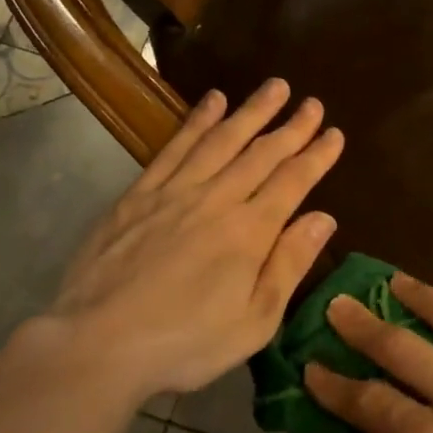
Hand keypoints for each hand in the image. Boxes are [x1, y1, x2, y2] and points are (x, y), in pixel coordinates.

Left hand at [27, 78, 342, 411]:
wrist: (97, 345)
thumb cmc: (185, 343)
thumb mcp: (255, 321)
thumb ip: (289, 265)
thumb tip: (324, 218)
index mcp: (250, 232)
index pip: (293, 182)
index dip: (317, 155)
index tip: (335, 134)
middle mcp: (217, 200)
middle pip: (262, 154)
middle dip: (292, 126)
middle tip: (313, 102)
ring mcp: (175, 192)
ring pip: (222, 140)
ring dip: (251, 111)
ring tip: (274, 87)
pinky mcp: (139, 195)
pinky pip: (175, 147)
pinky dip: (197, 121)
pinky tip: (212, 101)